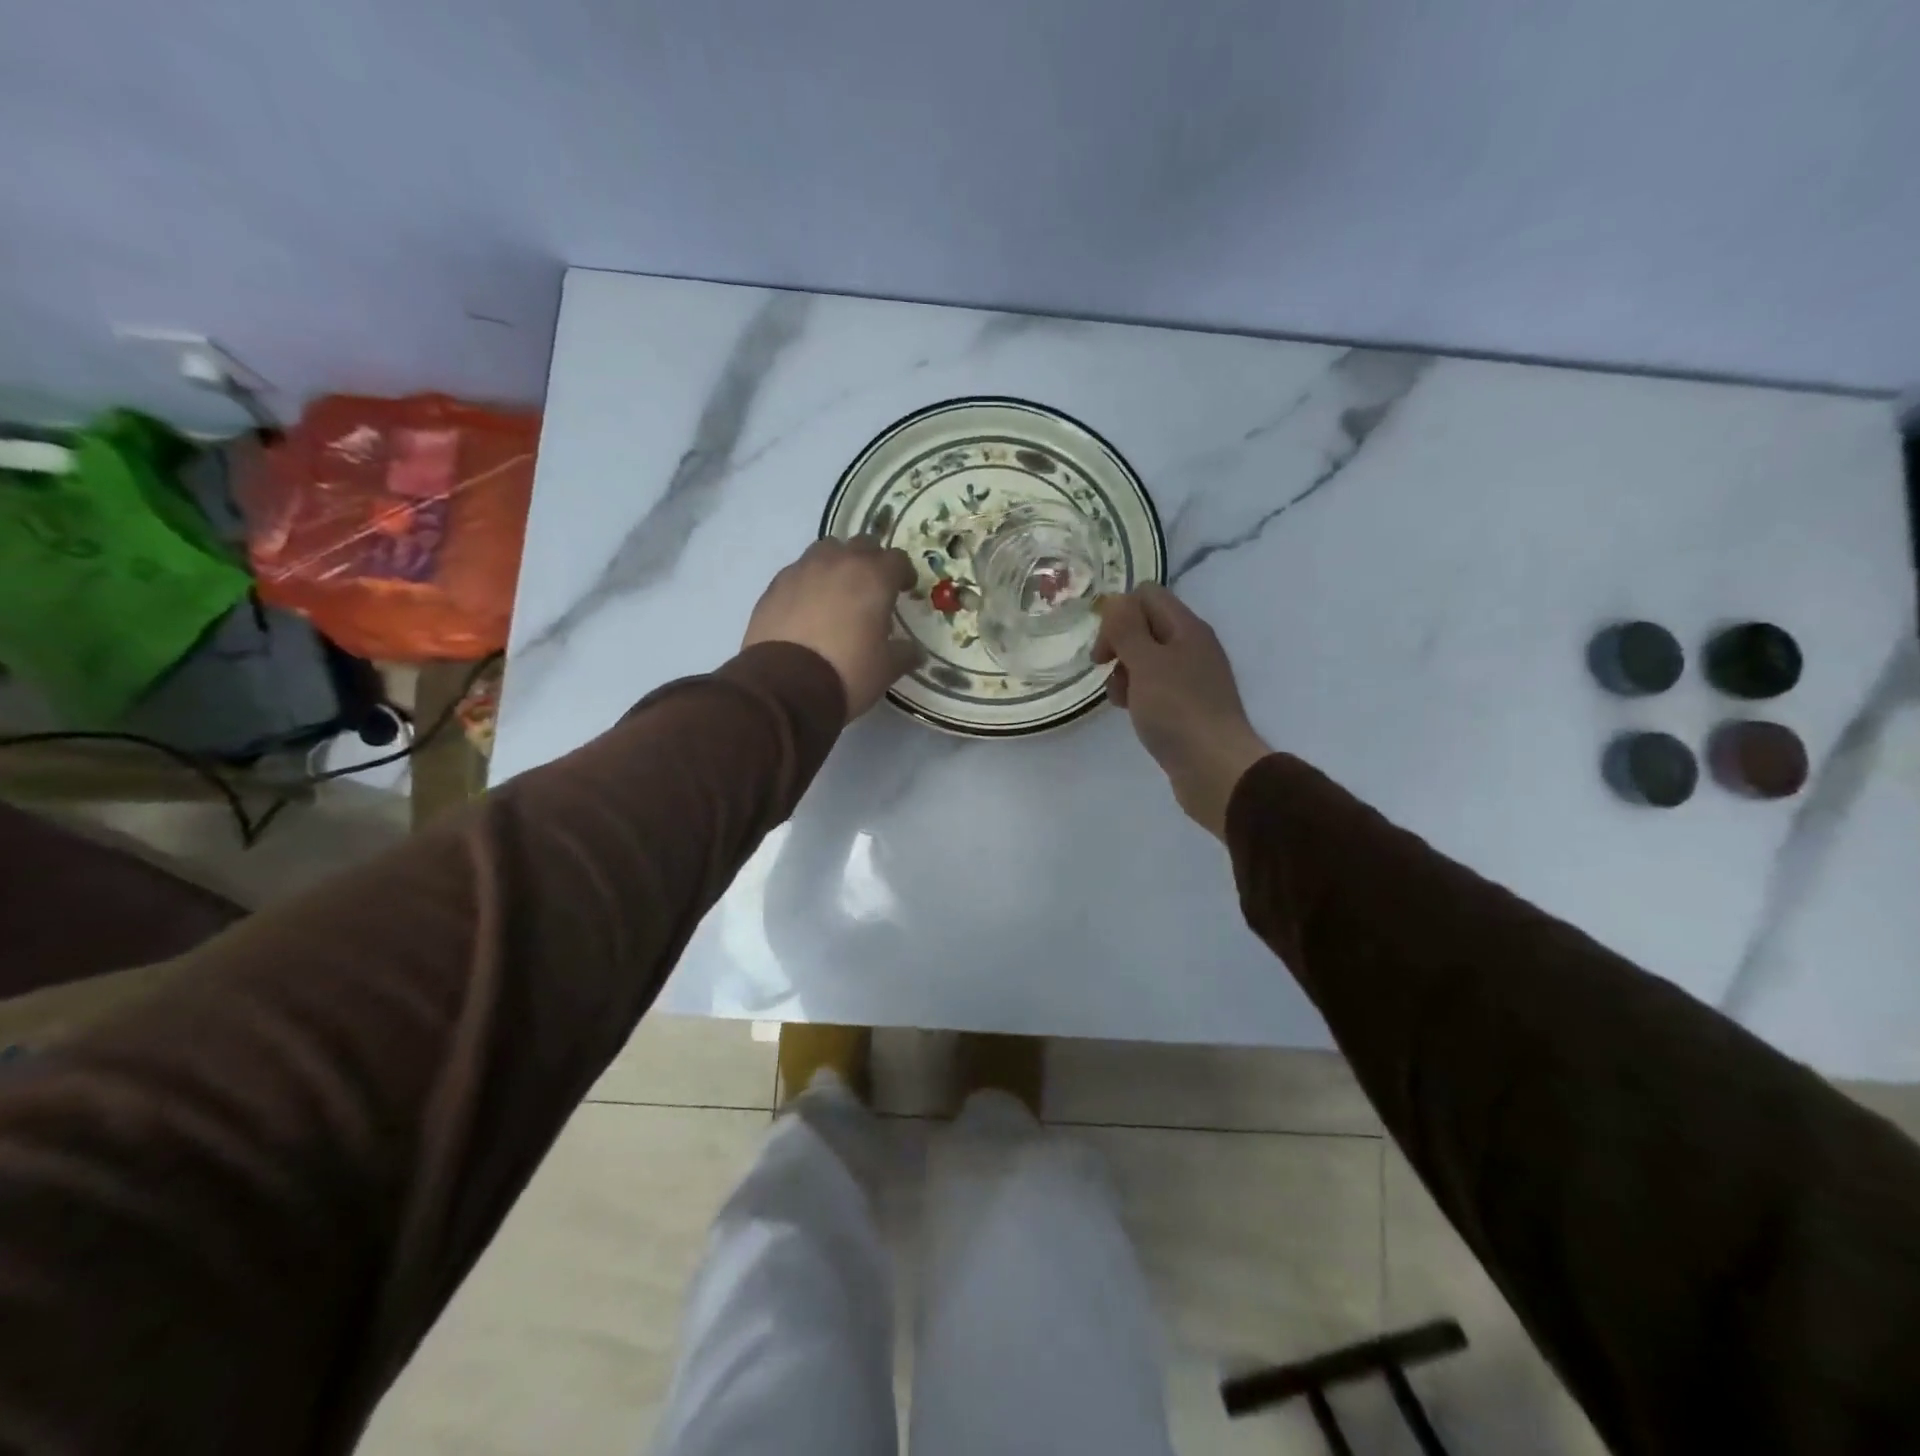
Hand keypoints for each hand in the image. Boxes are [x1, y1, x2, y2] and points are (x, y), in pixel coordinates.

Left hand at [743, 538, 921, 718]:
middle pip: (861, 545)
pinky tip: (808, 607)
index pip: (897, 559)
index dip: (904, 573)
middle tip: (872, 589)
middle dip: (871, 562)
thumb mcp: (886, 669)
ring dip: (837, 563)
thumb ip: (904, 653)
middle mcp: (838, 563)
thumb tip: (914, 651)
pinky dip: (809, 582)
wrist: (784, 687)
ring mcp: (802, 570)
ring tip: (838, 592)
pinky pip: (798, 571)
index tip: (904, 590)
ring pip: (826, 550)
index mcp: (873, 577)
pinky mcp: (774, 585)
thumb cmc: (847, 672)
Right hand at [1093, 585, 1270, 837]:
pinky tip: (1132, 712)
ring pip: (1146, 658)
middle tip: (1104, 669)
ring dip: (1124, 672)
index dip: (1118, 614)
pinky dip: (1137, 693)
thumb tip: (1116, 601)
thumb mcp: (1146, 664)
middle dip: (1118, 643)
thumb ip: (1127, 628)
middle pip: (1144, 625)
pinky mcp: (1187, 705)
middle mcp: (1192, 646)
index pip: (1146, 595)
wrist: (1216, 769)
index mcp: (1186, 628)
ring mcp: (1191, 677)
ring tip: (1121, 698)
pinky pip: (1155, 686)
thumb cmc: (1177, 711)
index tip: (1105, 647)